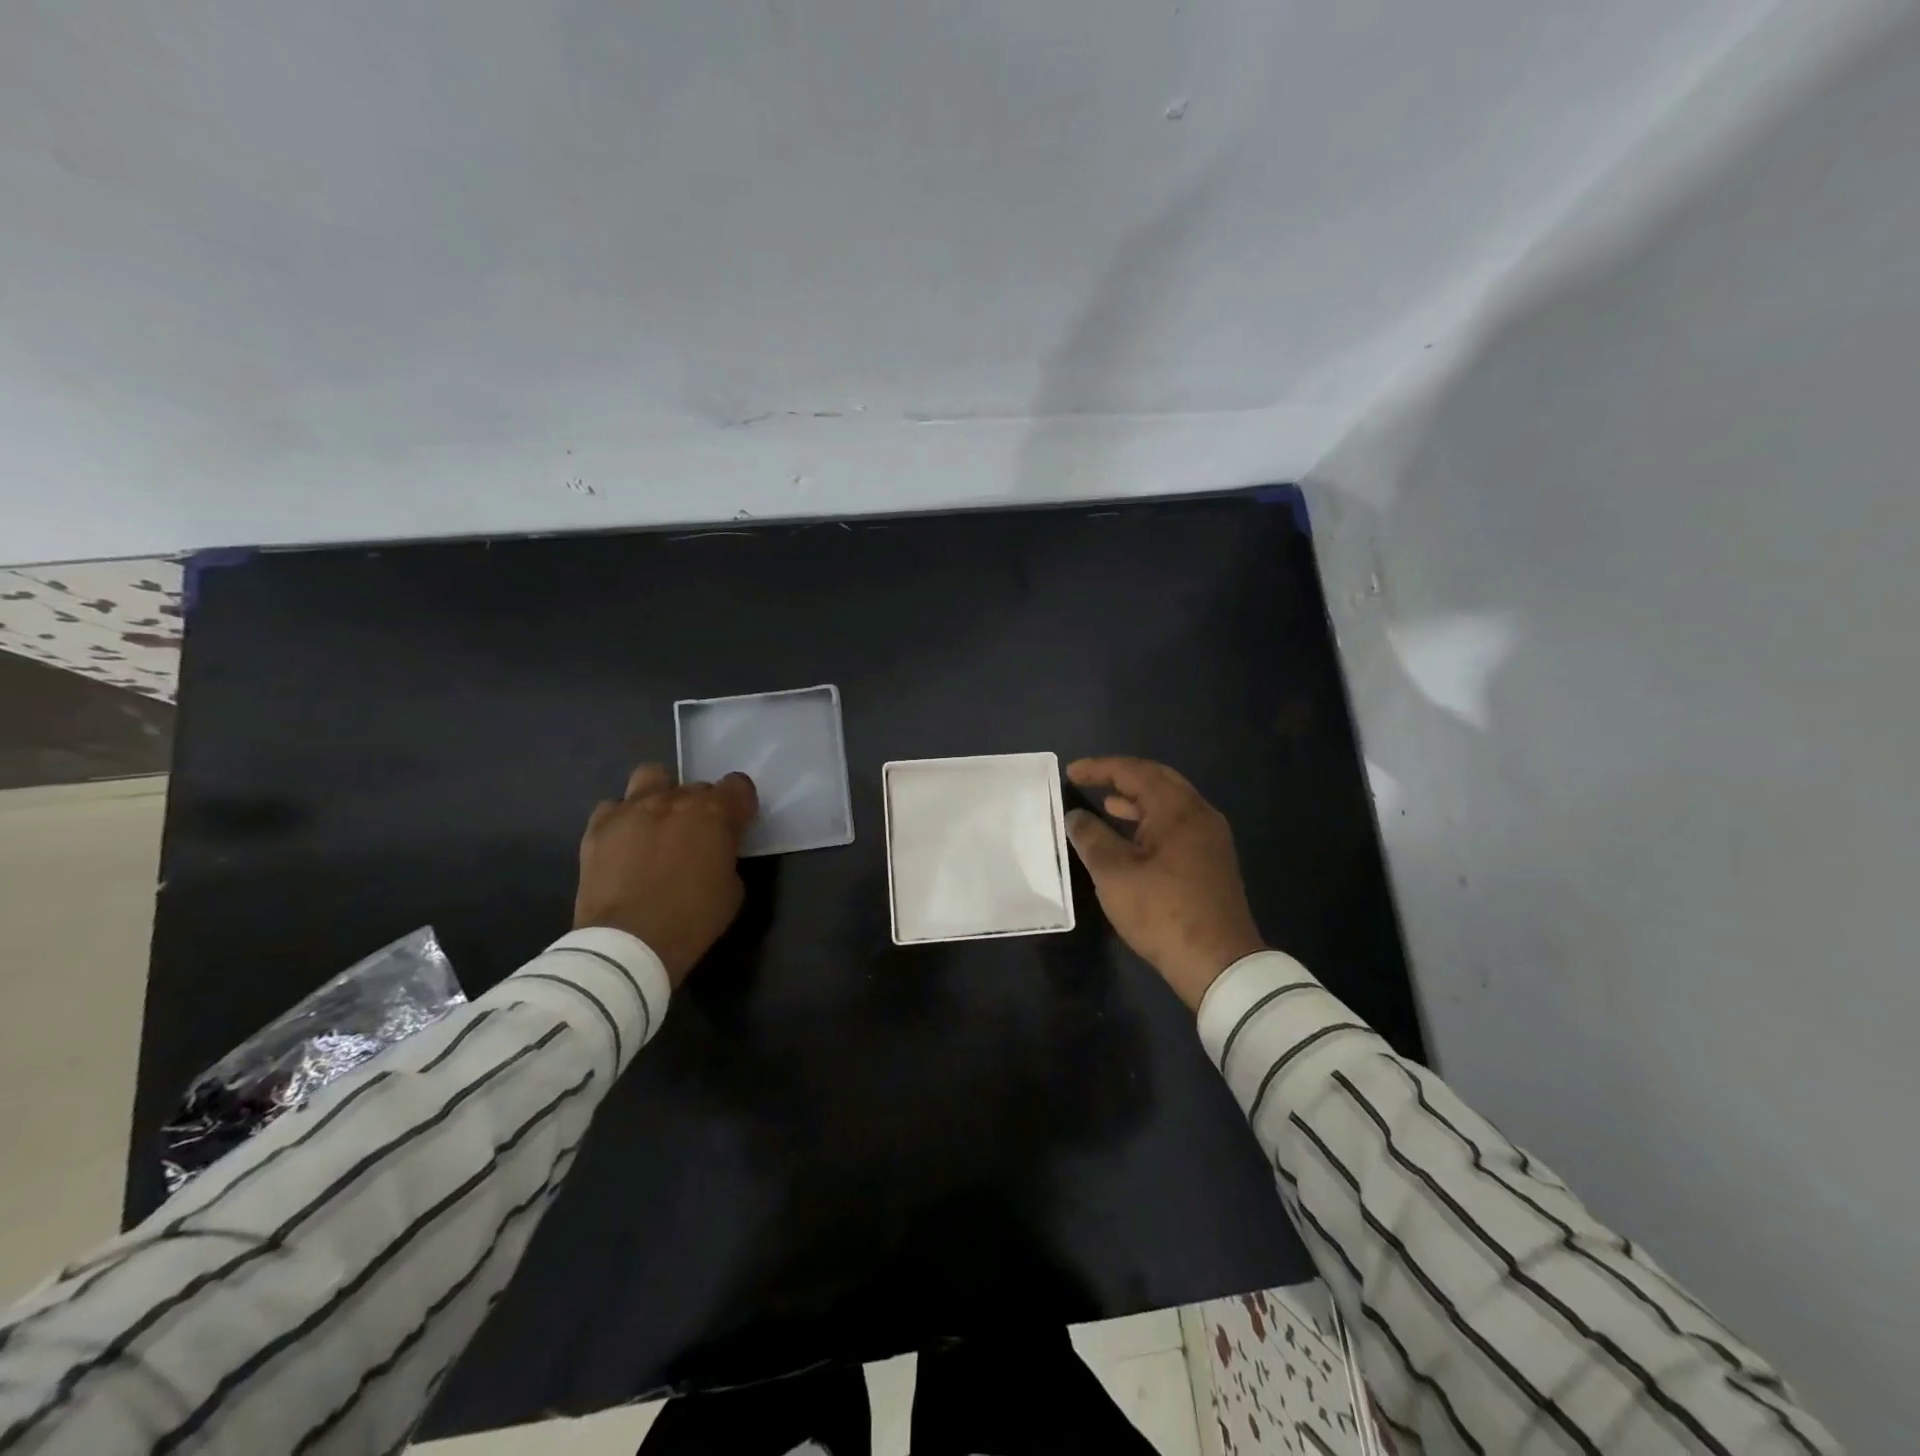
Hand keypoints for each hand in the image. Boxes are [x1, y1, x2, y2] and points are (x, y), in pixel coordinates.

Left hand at [573, 764, 758, 986]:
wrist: (628, 944)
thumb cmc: (692, 921)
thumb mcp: (732, 890)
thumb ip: (727, 857)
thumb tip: (715, 852)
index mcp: (715, 814)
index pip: (738, 785)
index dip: (740, 805)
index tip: (737, 825)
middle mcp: (676, 800)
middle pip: (696, 785)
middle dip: (701, 806)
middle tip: (696, 836)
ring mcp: (633, 809)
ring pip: (651, 776)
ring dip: (660, 793)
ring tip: (658, 823)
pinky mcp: (599, 826)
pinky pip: (612, 807)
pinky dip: (622, 819)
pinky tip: (624, 842)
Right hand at [1063, 756, 1265, 1009]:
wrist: (1218, 963)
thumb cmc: (1161, 911)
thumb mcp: (1114, 873)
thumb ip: (1091, 837)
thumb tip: (1076, 816)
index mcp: (1177, 809)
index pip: (1134, 772)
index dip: (1100, 768)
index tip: (1071, 772)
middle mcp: (1200, 814)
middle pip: (1158, 780)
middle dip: (1122, 776)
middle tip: (1090, 779)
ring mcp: (1211, 838)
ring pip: (1170, 804)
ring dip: (1137, 800)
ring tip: (1107, 805)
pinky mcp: (1212, 861)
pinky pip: (1178, 825)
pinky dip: (1151, 821)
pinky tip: (1133, 838)